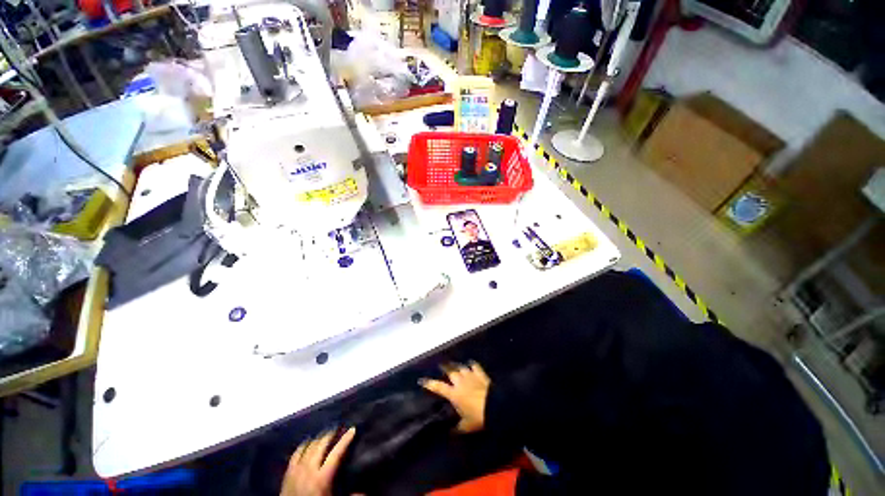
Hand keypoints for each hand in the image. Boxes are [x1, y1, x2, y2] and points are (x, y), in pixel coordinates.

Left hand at [281, 427, 355, 495]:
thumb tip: (365, 493)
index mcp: (323, 477)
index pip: (336, 453)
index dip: (345, 440)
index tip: (352, 429)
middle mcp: (310, 469)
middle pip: (321, 445)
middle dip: (331, 434)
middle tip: (338, 428)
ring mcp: (297, 469)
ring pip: (309, 446)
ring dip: (318, 438)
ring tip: (325, 434)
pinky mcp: (288, 472)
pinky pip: (296, 454)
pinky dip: (303, 445)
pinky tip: (307, 442)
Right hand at [420, 361, 489, 432]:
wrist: (494, 406)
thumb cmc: (478, 417)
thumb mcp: (466, 426)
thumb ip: (458, 427)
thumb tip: (452, 431)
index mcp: (454, 394)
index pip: (439, 387)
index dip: (430, 384)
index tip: (422, 380)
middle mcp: (460, 382)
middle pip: (450, 371)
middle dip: (444, 367)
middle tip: (441, 365)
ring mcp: (470, 376)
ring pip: (461, 367)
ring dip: (457, 366)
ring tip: (454, 365)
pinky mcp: (480, 374)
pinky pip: (475, 366)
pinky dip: (472, 365)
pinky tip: (470, 364)